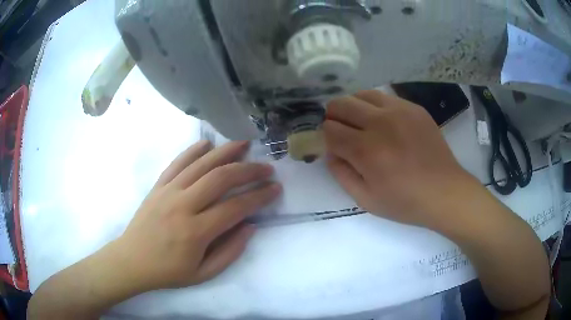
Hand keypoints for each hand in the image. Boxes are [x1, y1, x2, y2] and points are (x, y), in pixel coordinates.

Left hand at [113, 140, 280, 290]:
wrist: (131, 260)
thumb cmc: (168, 271)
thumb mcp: (203, 273)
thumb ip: (230, 251)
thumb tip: (250, 226)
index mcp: (196, 232)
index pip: (235, 207)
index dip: (259, 196)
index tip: (275, 188)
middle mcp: (183, 205)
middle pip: (221, 178)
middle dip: (248, 170)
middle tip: (266, 167)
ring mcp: (168, 192)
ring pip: (201, 164)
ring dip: (225, 152)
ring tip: (244, 144)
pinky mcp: (158, 186)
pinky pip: (178, 163)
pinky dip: (194, 150)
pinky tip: (207, 143)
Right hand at [324, 90, 477, 228]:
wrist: (445, 192)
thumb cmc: (405, 202)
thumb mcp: (366, 199)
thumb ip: (341, 173)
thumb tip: (330, 151)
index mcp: (366, 150)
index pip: (329, 130)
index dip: (325, 137)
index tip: (333, 146)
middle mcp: (380, 123)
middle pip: (340, 104)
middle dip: (333, 117)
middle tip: (342, 132)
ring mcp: (399, 111)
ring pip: (360, 94)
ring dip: (353, 107)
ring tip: (361, 124)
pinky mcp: (414, 108)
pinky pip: (384, 97)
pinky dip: (374, 107)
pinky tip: (384, 123)